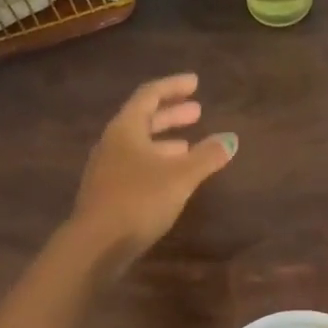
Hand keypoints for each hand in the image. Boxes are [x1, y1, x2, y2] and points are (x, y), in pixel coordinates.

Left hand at [69, 74, 236, 272]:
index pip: (149, 95)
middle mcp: (112, 143)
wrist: (96, 245)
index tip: (195, 83)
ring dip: (165, 142)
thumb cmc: (139, 200)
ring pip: (140, 145)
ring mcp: (107, 169)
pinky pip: (136, 167)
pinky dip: (157, 163)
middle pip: (143, 120)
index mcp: (126, 128)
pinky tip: (172, 178)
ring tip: (189, 145)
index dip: (173, 86)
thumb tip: (230, 139)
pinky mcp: (108, 193)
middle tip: (197, 111)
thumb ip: (206, 156)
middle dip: (171, 114)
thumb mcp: (180, 176)